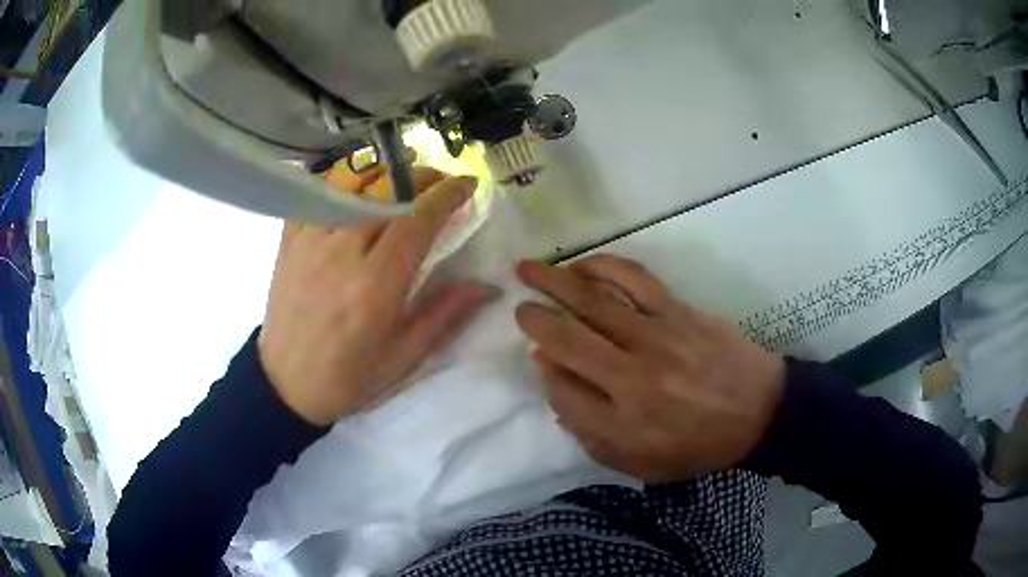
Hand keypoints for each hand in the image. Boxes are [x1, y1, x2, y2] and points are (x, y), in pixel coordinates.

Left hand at [259, 160, 497, 425]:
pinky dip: (337, 179)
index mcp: (375, 286)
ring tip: (401, 165)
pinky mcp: (289, 242)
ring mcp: (310, 242)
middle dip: (421, 176)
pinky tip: (354, 180)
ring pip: (349, 183)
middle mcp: (341, 254)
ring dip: (382, 168)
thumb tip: (487, 286)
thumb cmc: (350, 377)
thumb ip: (445, 314)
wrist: (286, 385)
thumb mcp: (404, 356)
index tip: (467, 184)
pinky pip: (313, 194)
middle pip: (386, 192)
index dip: (446, 195)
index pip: (417, 221)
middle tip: (441, 179)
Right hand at [515, 255, 785, 481]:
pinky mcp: (679, 311)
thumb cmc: (698, 446)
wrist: (759, 413)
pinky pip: (634, 281)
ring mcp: (657, 337)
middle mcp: (633, 376)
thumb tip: (554, 379)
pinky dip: (603, 267)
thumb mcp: (640, 464)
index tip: (540, 359)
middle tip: (517, 305)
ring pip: (593, 302)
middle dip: (535, 319)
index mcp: (624, 421)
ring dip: (555, 281)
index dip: (545, 371)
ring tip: (529, 269)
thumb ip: (590, 430)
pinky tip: (584, 264)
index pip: (563, 391)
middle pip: (568, 340)